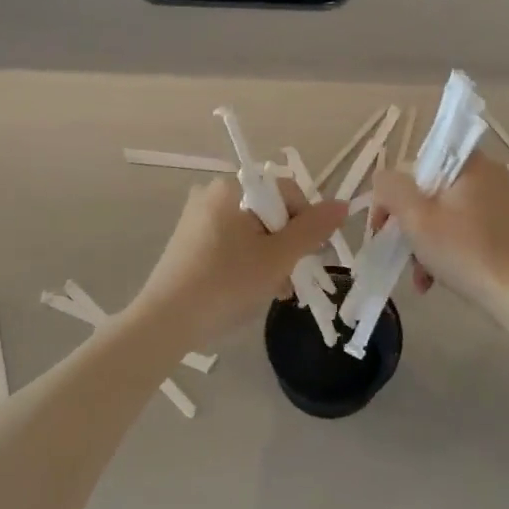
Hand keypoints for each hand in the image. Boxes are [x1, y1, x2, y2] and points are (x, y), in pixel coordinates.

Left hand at [132, 177, 346, 348]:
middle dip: (288, 245)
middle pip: (271, 211)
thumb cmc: (226, 283)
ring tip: (276, 290)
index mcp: (233, 187)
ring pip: (253, 229)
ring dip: (271, 257)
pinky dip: (248, 260)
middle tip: (292, 279)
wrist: (165, 321)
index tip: (310, 256)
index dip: (307, 223)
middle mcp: (213, 193)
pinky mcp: (189, 239)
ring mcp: (198, 216)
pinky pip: (232, 241)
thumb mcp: (278, 257)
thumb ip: (313, 229)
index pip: (288, 192)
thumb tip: (342, 205)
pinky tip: (252, 288)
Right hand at [369, 153, 508, 318]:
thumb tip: (382, 180)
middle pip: (430, 191)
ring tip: (419, 276)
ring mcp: (499, 202)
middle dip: (410, 224)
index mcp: (471, 163)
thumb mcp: (416, 218)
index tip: (384, 223)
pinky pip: (462, 228)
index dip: (395, 192)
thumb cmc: (464, 251)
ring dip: (424, 242)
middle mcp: (488, 176)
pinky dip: (445, 248)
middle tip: (399, 250)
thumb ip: (391, 189)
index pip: (419, 164)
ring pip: (444, 214)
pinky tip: (433, 279)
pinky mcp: (504, 227)